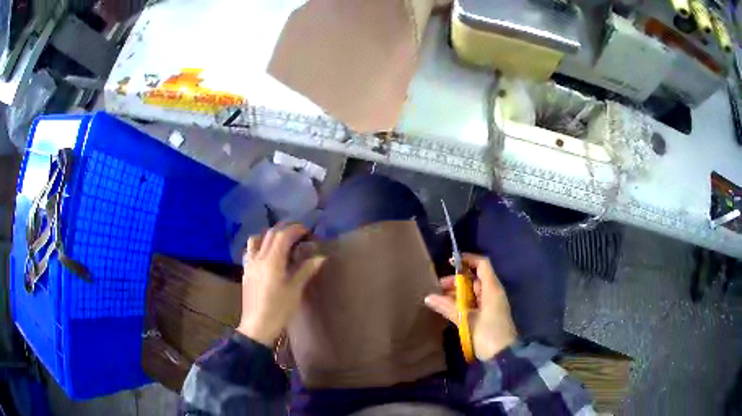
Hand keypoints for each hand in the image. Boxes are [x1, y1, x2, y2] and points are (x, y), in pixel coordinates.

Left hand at [237, 224, 326, 346]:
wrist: (257, 326)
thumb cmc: (279, 309)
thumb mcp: (295, 290)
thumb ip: (306, 270)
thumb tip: (320, 257)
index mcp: (272, 261)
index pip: (283, 236)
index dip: (295, 230)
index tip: (307, 232)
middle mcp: (258, 258)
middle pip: (270, 234)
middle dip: (285, 230)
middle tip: (299, 235)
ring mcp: (250, 264)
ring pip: (256, 239)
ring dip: (269, 236)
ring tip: (281, 244)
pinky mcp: (246, 271)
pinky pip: (250, 251)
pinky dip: (259, 246)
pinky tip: (267, 257)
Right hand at [424, 253, 516, 360]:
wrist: (503, 356)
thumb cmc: (488, 334)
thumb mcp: (467, 320)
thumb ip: (449, 307)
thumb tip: (428, 297)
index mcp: (492, 289)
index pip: (482, 265)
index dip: (467, 260)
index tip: (450, 262)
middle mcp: (493, 293)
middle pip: (475, 279)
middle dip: (456, 280)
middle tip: (438, 287)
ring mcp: (491, 305)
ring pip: (473, 292)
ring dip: (457, 293)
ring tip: (439, 299)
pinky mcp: (487, 317)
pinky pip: (473, 304)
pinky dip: (461, 303)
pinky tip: (448, 309)